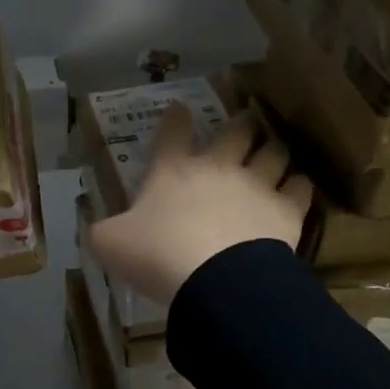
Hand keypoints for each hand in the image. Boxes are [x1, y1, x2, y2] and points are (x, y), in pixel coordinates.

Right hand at [85, 104, 311, 305]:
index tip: (179, 109)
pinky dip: (300, 184)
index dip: (176, 118)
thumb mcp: (111, 245)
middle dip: (241, 124)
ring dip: (275, 148)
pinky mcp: (286, 210)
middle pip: (236, 132)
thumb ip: (99, 233)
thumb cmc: (157, 256)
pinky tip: (299, 187)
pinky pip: (301, 187)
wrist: (215, 280)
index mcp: (173, 171)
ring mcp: (256, 185)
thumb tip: (88, 229)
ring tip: (275, 149)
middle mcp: (218, 167)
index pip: (173, 132)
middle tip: (244, 122)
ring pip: (275, 152)